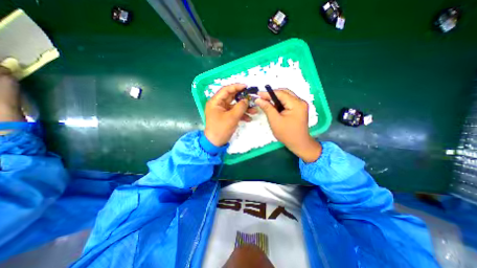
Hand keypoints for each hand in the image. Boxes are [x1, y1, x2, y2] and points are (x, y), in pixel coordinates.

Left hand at [204, 84, 256, 145]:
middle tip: (252, 97)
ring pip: (234, 106)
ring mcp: (222, 111)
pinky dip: (241, 114)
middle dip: (243, 98)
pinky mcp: (226, 116)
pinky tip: (249, 118)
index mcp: (215, 101)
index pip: (226, 90)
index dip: (236, 87)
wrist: (215, 143)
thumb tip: (246, 100)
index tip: (246, 86)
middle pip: (231, 97)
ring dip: (244, 108)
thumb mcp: (232, 117)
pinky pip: (234, 112)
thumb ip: (240, 107)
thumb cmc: (221, 129)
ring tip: (254, 110)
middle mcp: (218, 104)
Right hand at [255, 90, 322, 161]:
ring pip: (286, 97)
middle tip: (261, 98)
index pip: (281, 93)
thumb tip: (258, 99)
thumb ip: (267, 108)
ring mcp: (300, 105)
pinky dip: (279, 103)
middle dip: (272, 95)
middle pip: (284, 93)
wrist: (299, 144)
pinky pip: (287, 102)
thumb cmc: (286, 134)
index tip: (258, 94)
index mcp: (296, 104)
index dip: (268, 93)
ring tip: (266, 102)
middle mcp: (300, 102)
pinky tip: (273, 107)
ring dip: (275, 99)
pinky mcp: (299, 109)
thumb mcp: (275, 121)